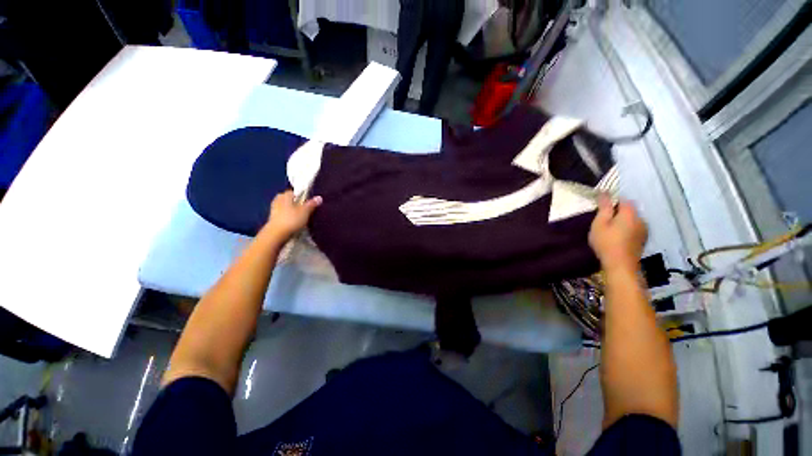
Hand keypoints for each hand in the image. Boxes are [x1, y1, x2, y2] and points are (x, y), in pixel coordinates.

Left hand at [263, 190, 321, 241]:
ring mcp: (274, 210)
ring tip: (301, 216)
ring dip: (292, 211)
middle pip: (289, 200)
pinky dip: (288, 217)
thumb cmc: (292, 220)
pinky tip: (294, 222)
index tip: (308, 201)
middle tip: (305, 208)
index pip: (294, 192)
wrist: (276, 235)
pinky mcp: (273, 220)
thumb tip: (319, 197)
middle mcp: (278, 200)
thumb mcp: (305, 211)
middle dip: (296, 203)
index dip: (301, 195)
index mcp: (285, 195)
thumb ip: (312, 204)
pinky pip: (283, 215)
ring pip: (285, 208)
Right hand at [588, 195, 646, 272]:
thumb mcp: (600, 223)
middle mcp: (641, 218)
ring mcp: (644, 230)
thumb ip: (604, 207)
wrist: (620, 265)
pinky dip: (626, 229)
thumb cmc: (606, 242)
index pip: (623, 199)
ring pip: (632, 219)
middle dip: (617, 211)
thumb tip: (605, 192)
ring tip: (609, 228)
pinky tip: (617, 236)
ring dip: (622, 221)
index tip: (601, 207)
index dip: (612, 200)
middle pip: (629, 210)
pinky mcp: (643, 239)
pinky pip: (634, 228)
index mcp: (630, 213)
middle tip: (602, 219)